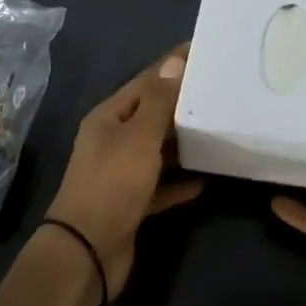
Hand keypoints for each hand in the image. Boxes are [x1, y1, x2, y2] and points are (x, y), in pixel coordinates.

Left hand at [45, 46, 202, 301]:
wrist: (86, 253)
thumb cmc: (112, 185)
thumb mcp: (139, 138)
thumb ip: (158, 102)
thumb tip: (174, 61)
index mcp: (109, 118)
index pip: (145, 82)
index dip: (172, 66)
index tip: (202, 51)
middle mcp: (113, 141)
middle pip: (151, 115)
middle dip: (181, 104)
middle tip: (219, 91)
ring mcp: (121, 174)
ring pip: (157, 150)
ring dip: (182, 143)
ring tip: (217, 130)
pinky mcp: (131, 204)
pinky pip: (160, 185)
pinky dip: (179, 182)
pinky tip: (205, 179)